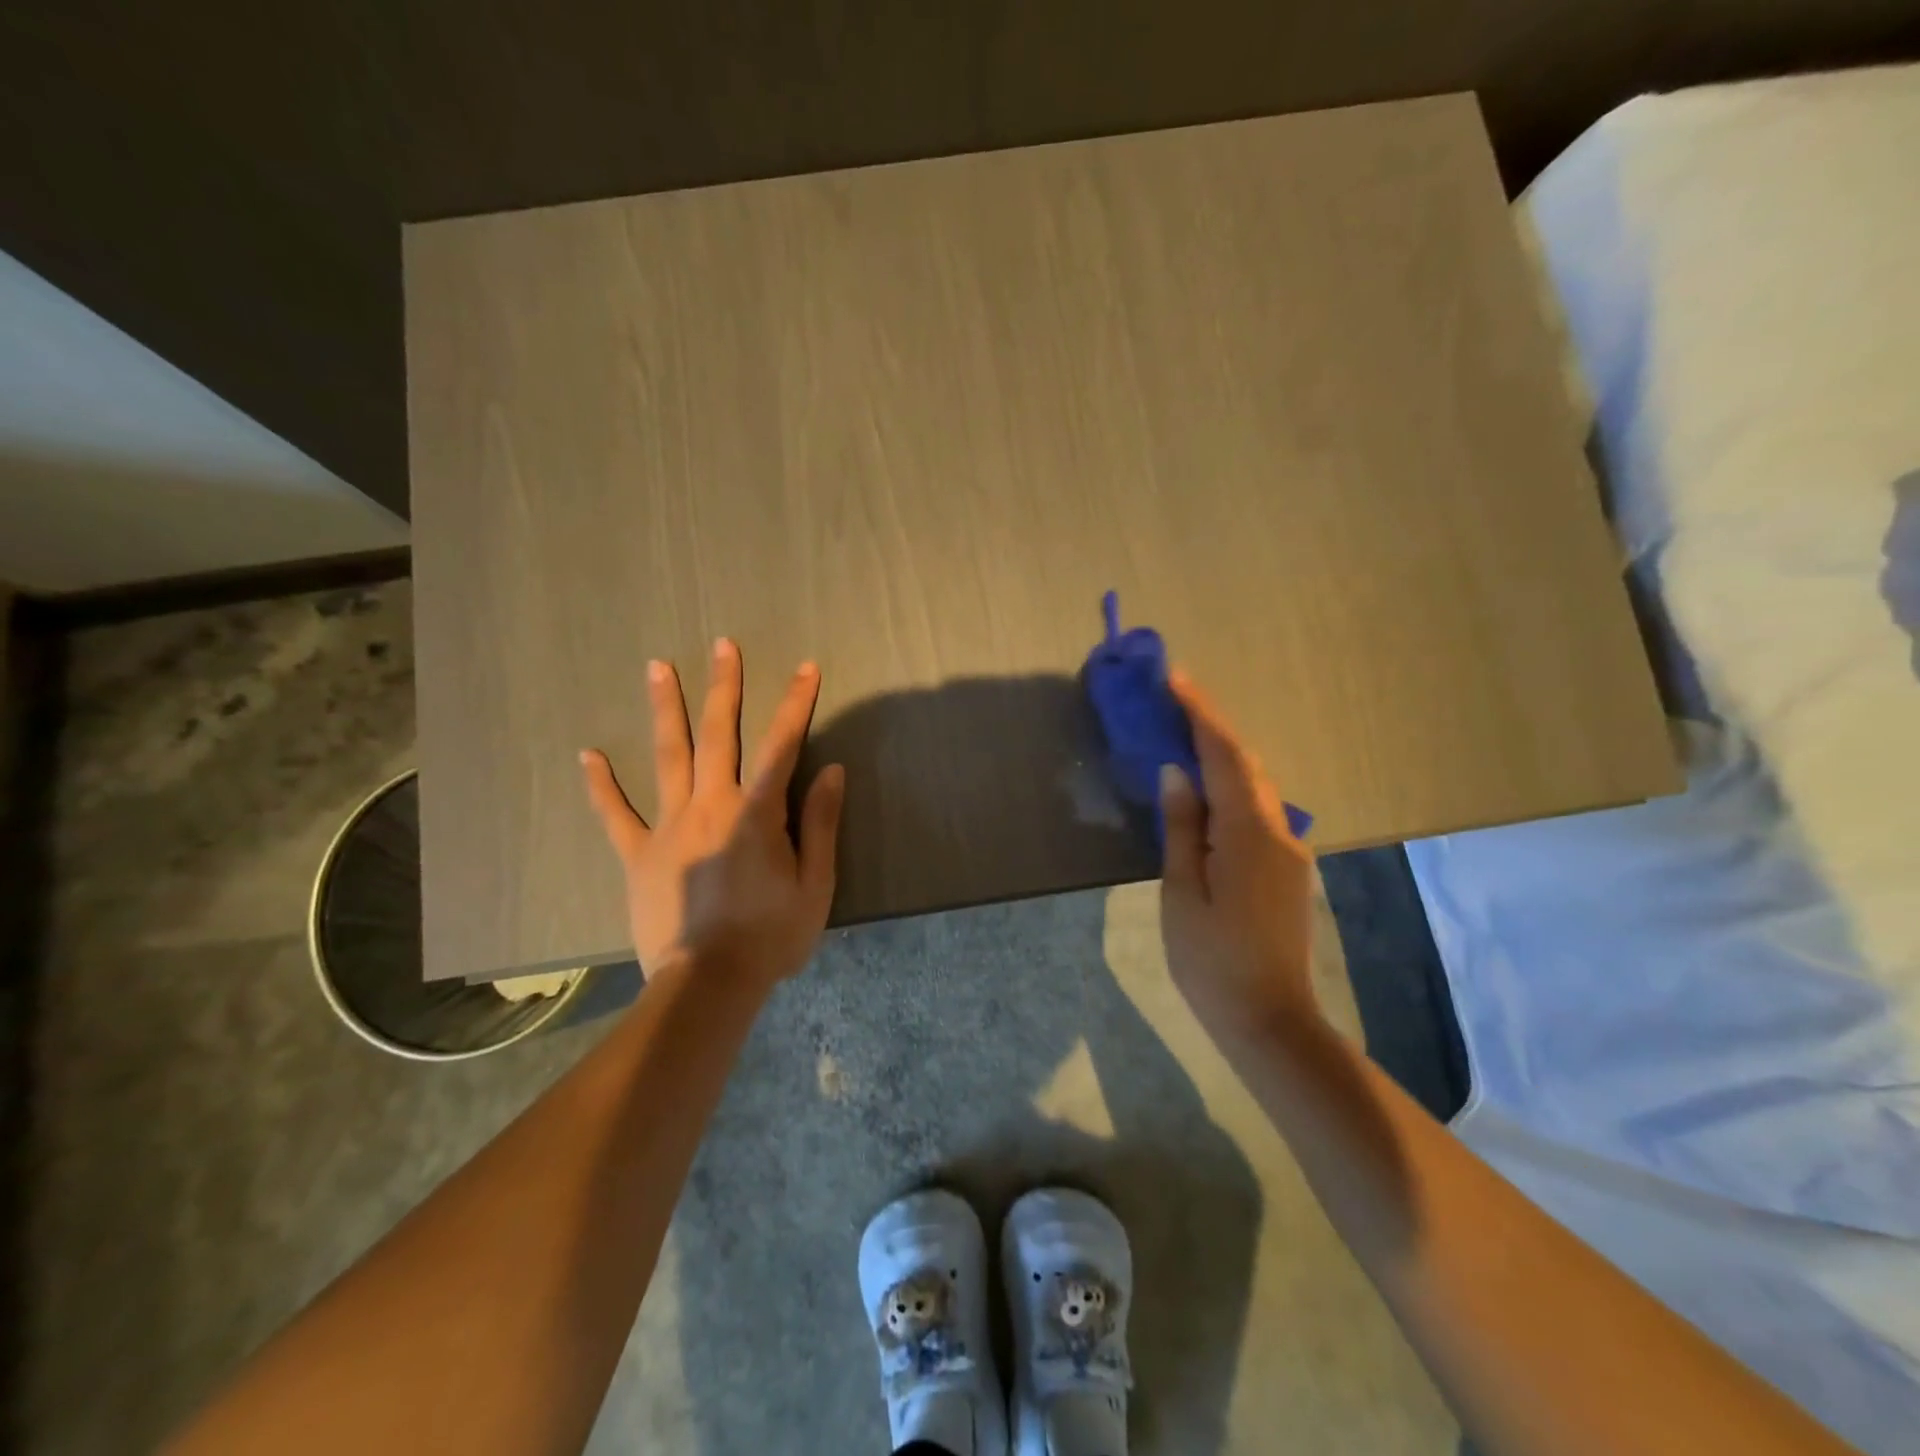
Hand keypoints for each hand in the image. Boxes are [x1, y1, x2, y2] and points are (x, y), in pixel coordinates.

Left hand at [579, 638, 845, 986]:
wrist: (709, 984)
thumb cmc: (771, 936)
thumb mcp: (815, 884)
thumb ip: (820, 824)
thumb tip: (830, 770)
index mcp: (756, 813)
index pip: (781, 746)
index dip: (795, 704)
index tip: (805, 668)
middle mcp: (710, 806)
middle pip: (718, 736)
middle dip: (724, 687)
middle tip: (722, 645)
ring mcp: (668, 827)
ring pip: (667, 758)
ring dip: (665, 710)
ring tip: (657, 667)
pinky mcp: (638, 855)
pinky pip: (616, 815)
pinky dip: (602, 785)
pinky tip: (589, 754)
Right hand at [1158, 669, 1317, 1037]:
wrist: (1271, 1021)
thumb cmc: (1213, 960)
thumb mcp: (1183, 893)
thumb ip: (1182, 827)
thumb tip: (1177, 773)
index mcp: (1249, 832)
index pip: (1224, 756)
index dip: (1200, 713)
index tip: (1175, 679)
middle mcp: (1279, 830)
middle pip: (1245, 764)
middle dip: (1211, 726)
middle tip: (1172, 701)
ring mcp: (1289, 850)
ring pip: (1254, 786)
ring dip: (1221, 755)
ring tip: (1183, 735)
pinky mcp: (1288, 868)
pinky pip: (1257, 811)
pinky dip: (1230, 787)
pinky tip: (1206, 790)